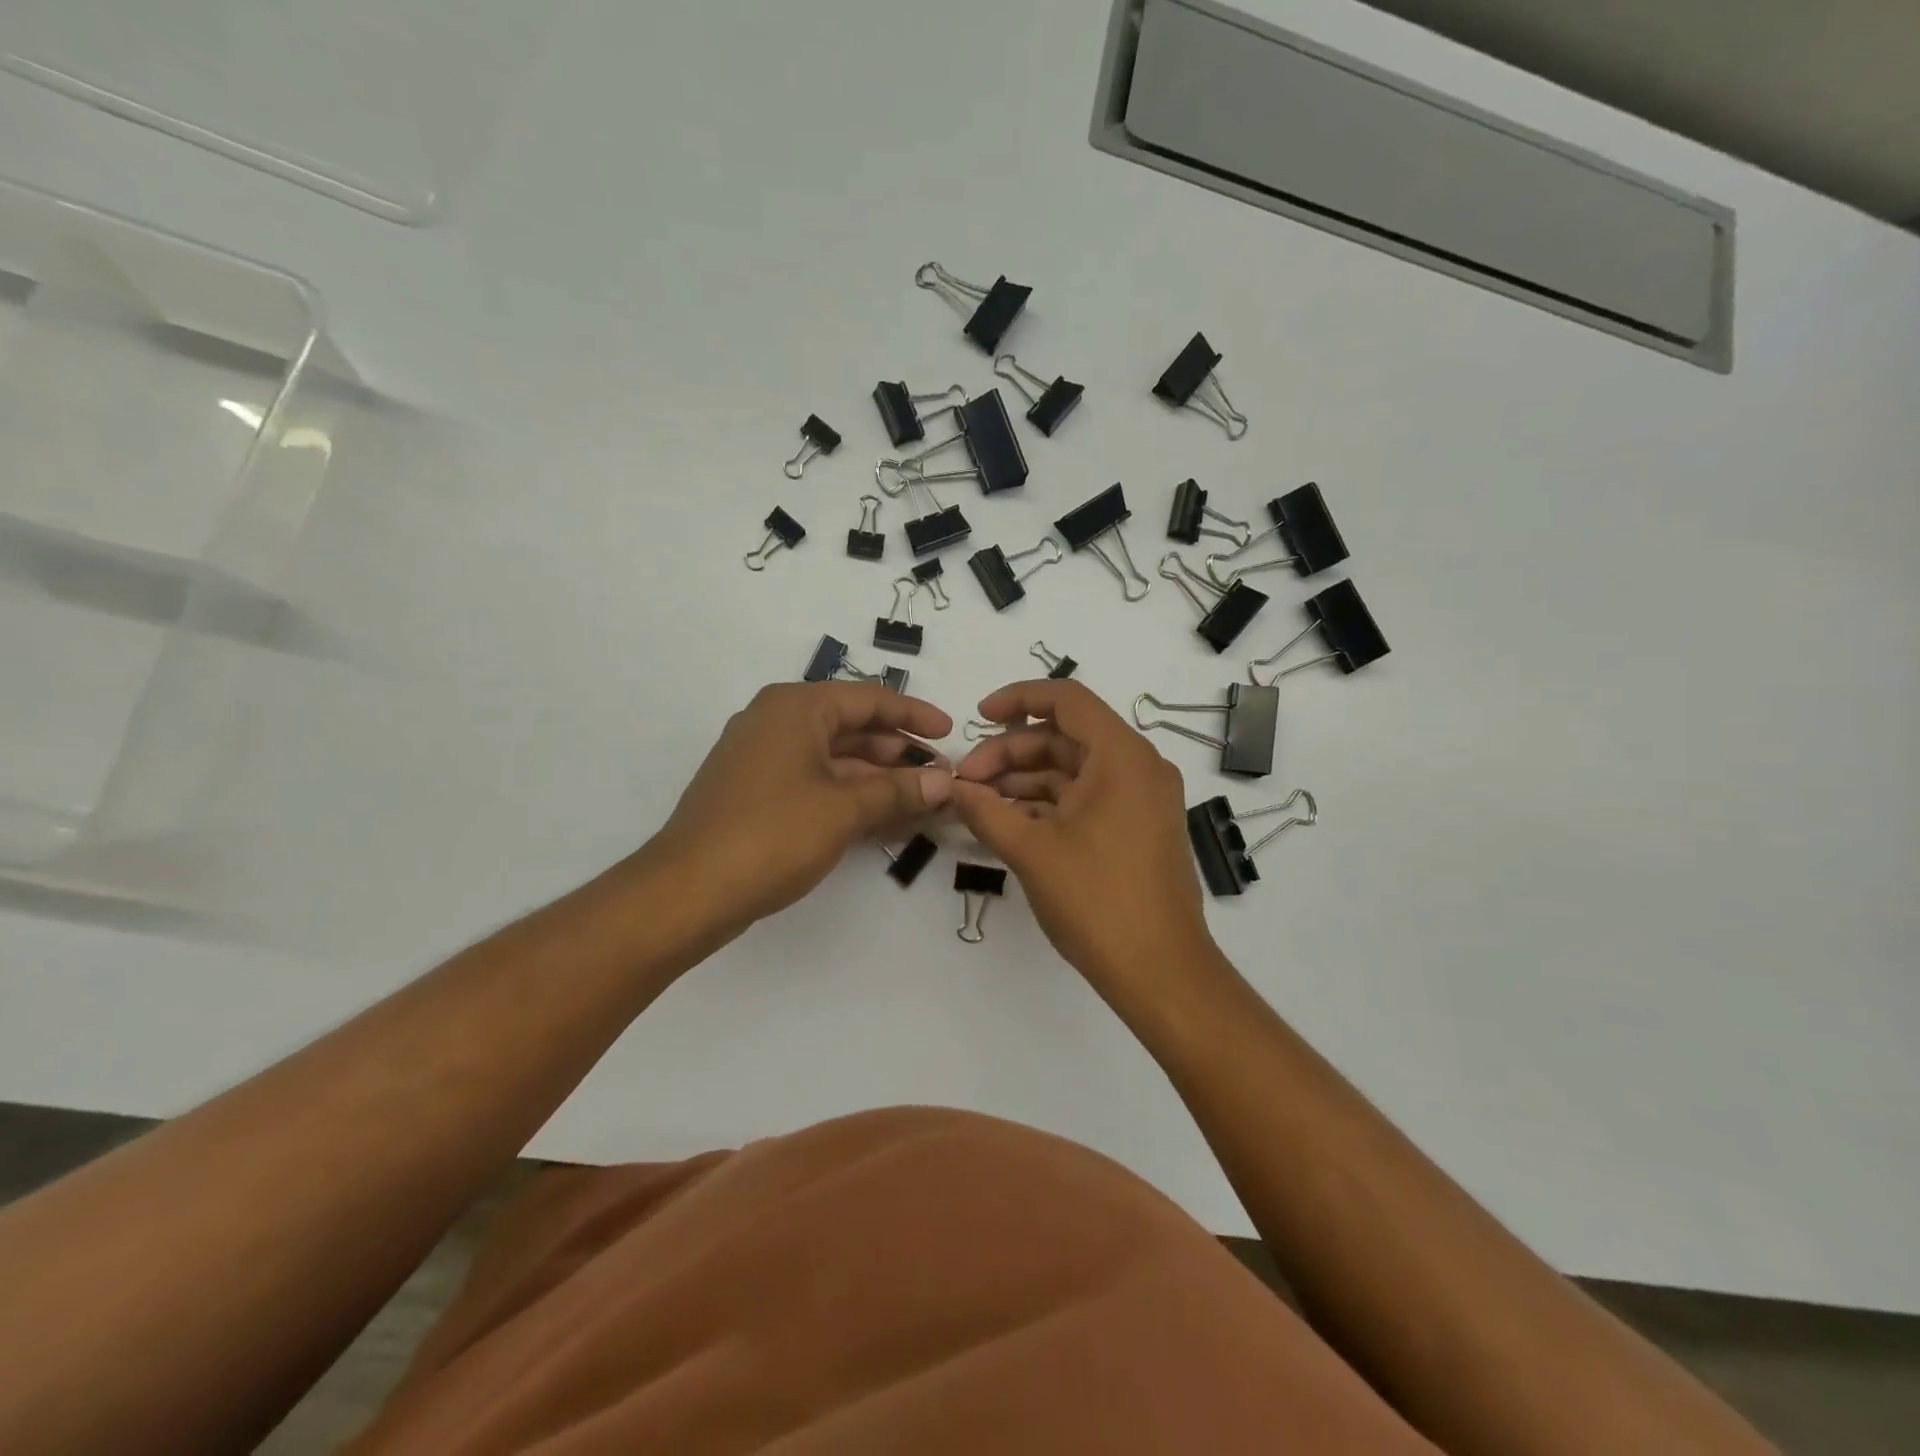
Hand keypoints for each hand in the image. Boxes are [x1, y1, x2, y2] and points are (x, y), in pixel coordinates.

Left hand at [648, 682, 953, 930]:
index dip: (914, 715)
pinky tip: (882, 816)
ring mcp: (763, 757)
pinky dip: (850, 794)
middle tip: (940, 776)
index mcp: (796, 707)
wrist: (688, 890)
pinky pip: (815, 780)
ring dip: (878, 778)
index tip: (950, 733)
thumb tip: (945, 782)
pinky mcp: (756, 792)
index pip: (869, 699)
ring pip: (834, 757)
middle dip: (898, 752)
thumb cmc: (772, 834)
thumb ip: (898, 791)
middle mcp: (777, 721)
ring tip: (921, 799)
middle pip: (852, 727)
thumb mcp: (844, 809)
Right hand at [951, 680, 1215, 992]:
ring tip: (978, 803)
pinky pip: (1086, 798)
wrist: (1160, 972)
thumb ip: (985, 810)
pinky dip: (1048, 804)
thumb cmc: (1097, 901)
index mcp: (1122, 756)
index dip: (1017, 699)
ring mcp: (1141, 799)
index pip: (1066, 700)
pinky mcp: (1137, 827)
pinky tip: (1008, 821)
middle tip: (966, 780)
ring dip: (1024, 780)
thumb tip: (952, 787)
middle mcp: (1138, 767)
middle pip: (1064, 737)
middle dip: (1010, 752)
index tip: (976, 716)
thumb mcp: (1031, 850)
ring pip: (1073, 770)